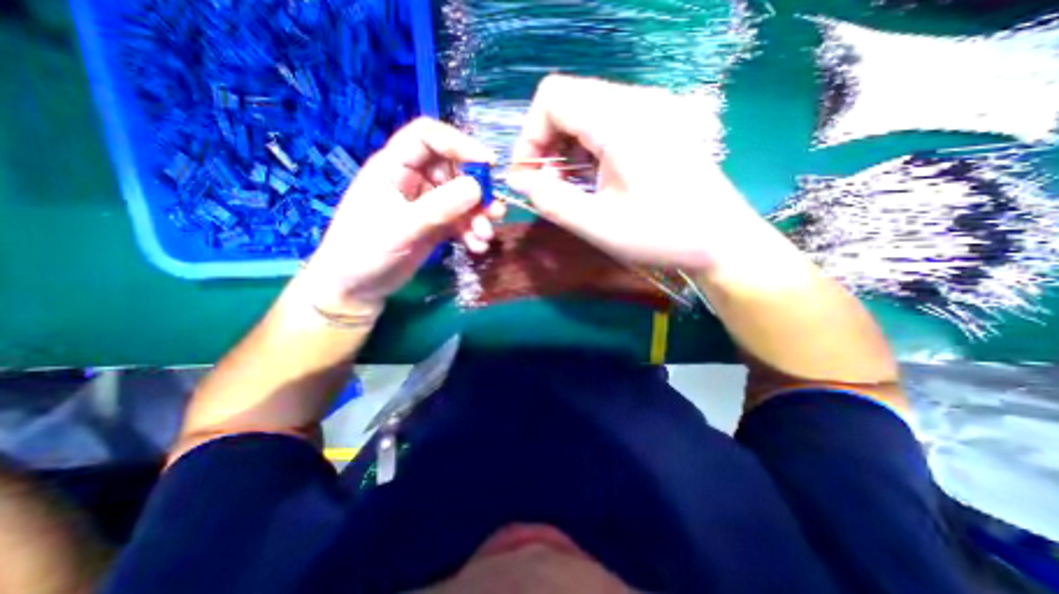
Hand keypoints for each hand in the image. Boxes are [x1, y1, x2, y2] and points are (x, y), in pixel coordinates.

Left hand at [302, 117, 502, 317]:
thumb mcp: (402, 228)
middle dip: (477, 190)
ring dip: (478, 215)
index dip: (459, 144)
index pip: (428, 138)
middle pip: (454, 170)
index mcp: (394, 167)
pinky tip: (477, 247)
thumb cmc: (365, 251)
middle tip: (494, 212)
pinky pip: (461, 221)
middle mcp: (414, 180)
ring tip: (485, 236)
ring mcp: (427, 204)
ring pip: (462, 198)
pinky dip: (472, 231)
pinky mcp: (436, 225)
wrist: (358, 287)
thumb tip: (477, 187)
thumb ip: (439, 208)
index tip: (488, 164)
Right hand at [505, 73, 760, 273]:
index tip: (529, 176)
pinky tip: (594, 180)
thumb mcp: (597, 224)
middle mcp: (637, 102)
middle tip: (548, 186)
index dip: (530, 136)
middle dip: (547, 144)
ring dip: (567, 149)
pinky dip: (589, 150)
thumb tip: (519, 180)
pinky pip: (608, 124)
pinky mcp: (659, 125)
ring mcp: (651, 111)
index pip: (552, 98)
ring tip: (570, 187)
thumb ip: (550, 200)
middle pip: (569, 102)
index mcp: (620, 120)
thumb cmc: (661, 235)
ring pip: (587, 113)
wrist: (722, 242)